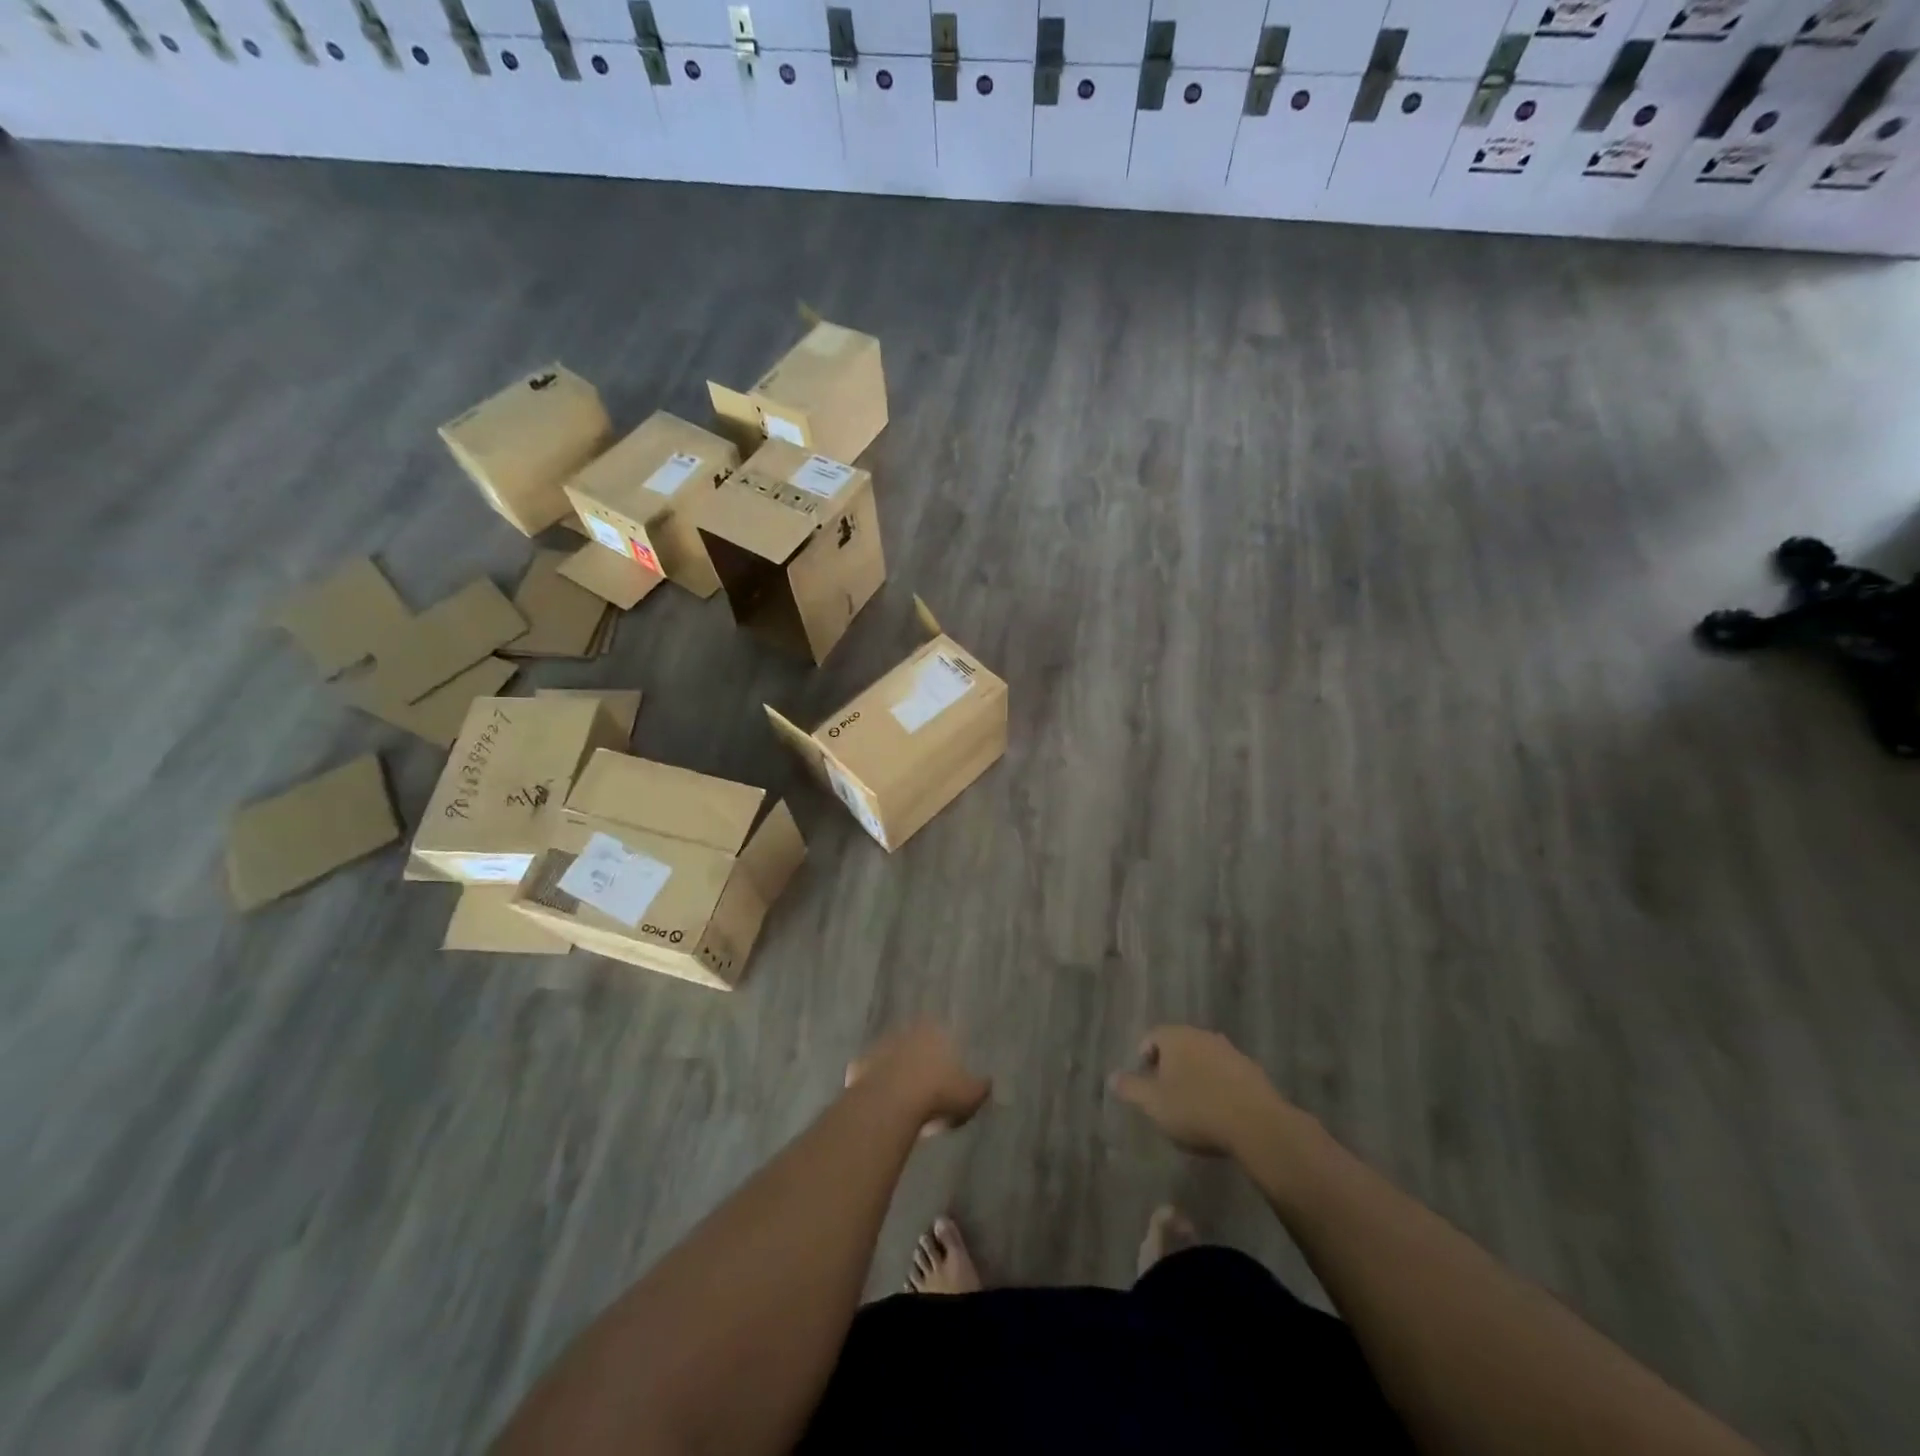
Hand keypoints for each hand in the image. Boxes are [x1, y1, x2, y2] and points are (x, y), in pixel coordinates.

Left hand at [846, 1023, 990, 1136]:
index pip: (940, 1033)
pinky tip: (882, 1106)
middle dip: (919, 1060)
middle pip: (913, 1043)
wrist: (890, 1105)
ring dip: (896, 1073)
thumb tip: (988, 1082)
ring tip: (904, 1100)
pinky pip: (870, 1078)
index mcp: (932, 1031)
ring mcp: (878, 1048)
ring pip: (890, 1058)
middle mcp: (904, 1032)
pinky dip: (875, 1088)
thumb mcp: (970, 1094)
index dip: (945, 1052)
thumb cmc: (937, 1094)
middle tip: (926, 1086)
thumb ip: (980, 1087)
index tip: (947, 1072)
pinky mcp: (857, 1068)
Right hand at [1109, 1026, 1294, 1157]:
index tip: (1145, 1084)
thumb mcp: (1153, 1104)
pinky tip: (1219, 1110)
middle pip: (1179, 1045)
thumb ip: (1130, 1088)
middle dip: (1170, 1066)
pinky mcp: (1252, 1071)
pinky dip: (1218, 1086)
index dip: (1144, 1059)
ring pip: (1203, 1058)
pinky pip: (1226, 1074)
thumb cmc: (1196, 1109)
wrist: (1256, 1124)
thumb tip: (1111, 1077)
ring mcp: (1230, 1051)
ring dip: (1196, 1075)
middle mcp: (1202, 1035)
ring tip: (1193, 1104)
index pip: (1151, 1037)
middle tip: (1166, 1094)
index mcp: (1175, 1036)